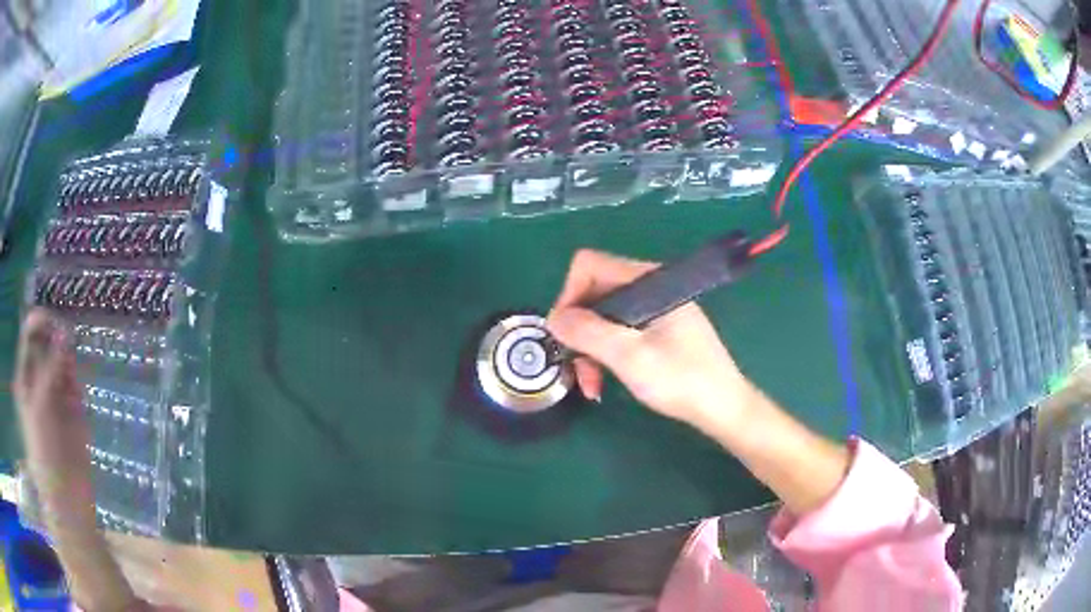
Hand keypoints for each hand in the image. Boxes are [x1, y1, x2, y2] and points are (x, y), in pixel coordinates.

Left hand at [13, 309, 90, 496]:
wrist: (66, 496)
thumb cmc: (44, 450)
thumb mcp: (40, 405)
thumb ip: (50, 368)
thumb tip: (64, 332)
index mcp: (25, 377)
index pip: (30, 336)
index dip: (40, 323)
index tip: (54, 322)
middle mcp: (39, 380)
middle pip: (47, 345)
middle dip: (56, 342)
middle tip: (66, 349)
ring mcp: (56, 395)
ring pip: (63, 362)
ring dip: (67, 364)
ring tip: (71, 381)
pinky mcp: (73, 410)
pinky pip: (75, 384)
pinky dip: (77, 383)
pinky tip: (77, 397)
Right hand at [546, 249, 754, 429]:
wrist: (723, 408)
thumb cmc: (682, 380)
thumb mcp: (630, 357)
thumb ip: (589, 332)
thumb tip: (553, 318)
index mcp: (648, 281)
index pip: (589, 266)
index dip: (569, 296)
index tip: (564, 334)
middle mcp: (650, 287)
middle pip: (594, 292)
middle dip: (578, 330)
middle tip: (574, 366)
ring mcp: (655, 309)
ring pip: (604, 316)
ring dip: (589, 348)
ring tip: (590, 384)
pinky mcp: (659, 329)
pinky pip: (619, 331)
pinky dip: (606, 353)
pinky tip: (604, 381)